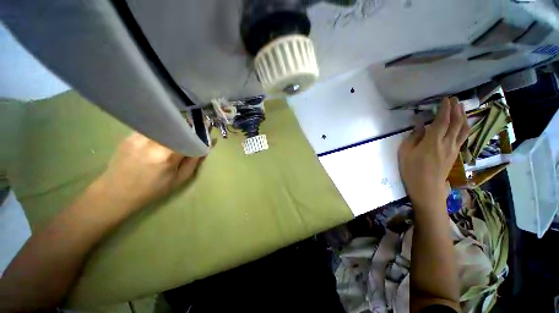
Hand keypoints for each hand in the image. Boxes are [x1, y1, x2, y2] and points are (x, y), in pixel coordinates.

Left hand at [95, 132, 205, 209]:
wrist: (115, 193)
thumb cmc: (152, 190)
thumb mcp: (179, 180)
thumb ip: (193, 162)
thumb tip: (205, 148)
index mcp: (166, 156)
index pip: (188, 137)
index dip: (198, 134)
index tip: (204, 132)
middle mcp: (152, 142)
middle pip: (175, 128)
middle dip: (186, 129)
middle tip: (191, 133)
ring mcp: (138, 137)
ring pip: (163, 126)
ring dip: (173, 130)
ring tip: (174, 137)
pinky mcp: (129, 136)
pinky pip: (151, 129)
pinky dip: (160, 132)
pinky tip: (158, 140)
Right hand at [398, 97, 469, 208]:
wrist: (427, 187)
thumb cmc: (411, 170)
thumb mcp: (405, 152)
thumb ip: (413, 137)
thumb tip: (420, 124)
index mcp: (433, 141)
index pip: (442, 120)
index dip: (445, 108)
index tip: (445, 99)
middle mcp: (447, 142)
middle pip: (457, 122)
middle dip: (456, 109)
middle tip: (454, 100)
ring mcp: (454, 148)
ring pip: (463, 129)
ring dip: (463, 116)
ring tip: (461, 108)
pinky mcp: (455, 154)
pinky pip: (463, 136)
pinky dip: (464, 126)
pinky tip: (462, 124)